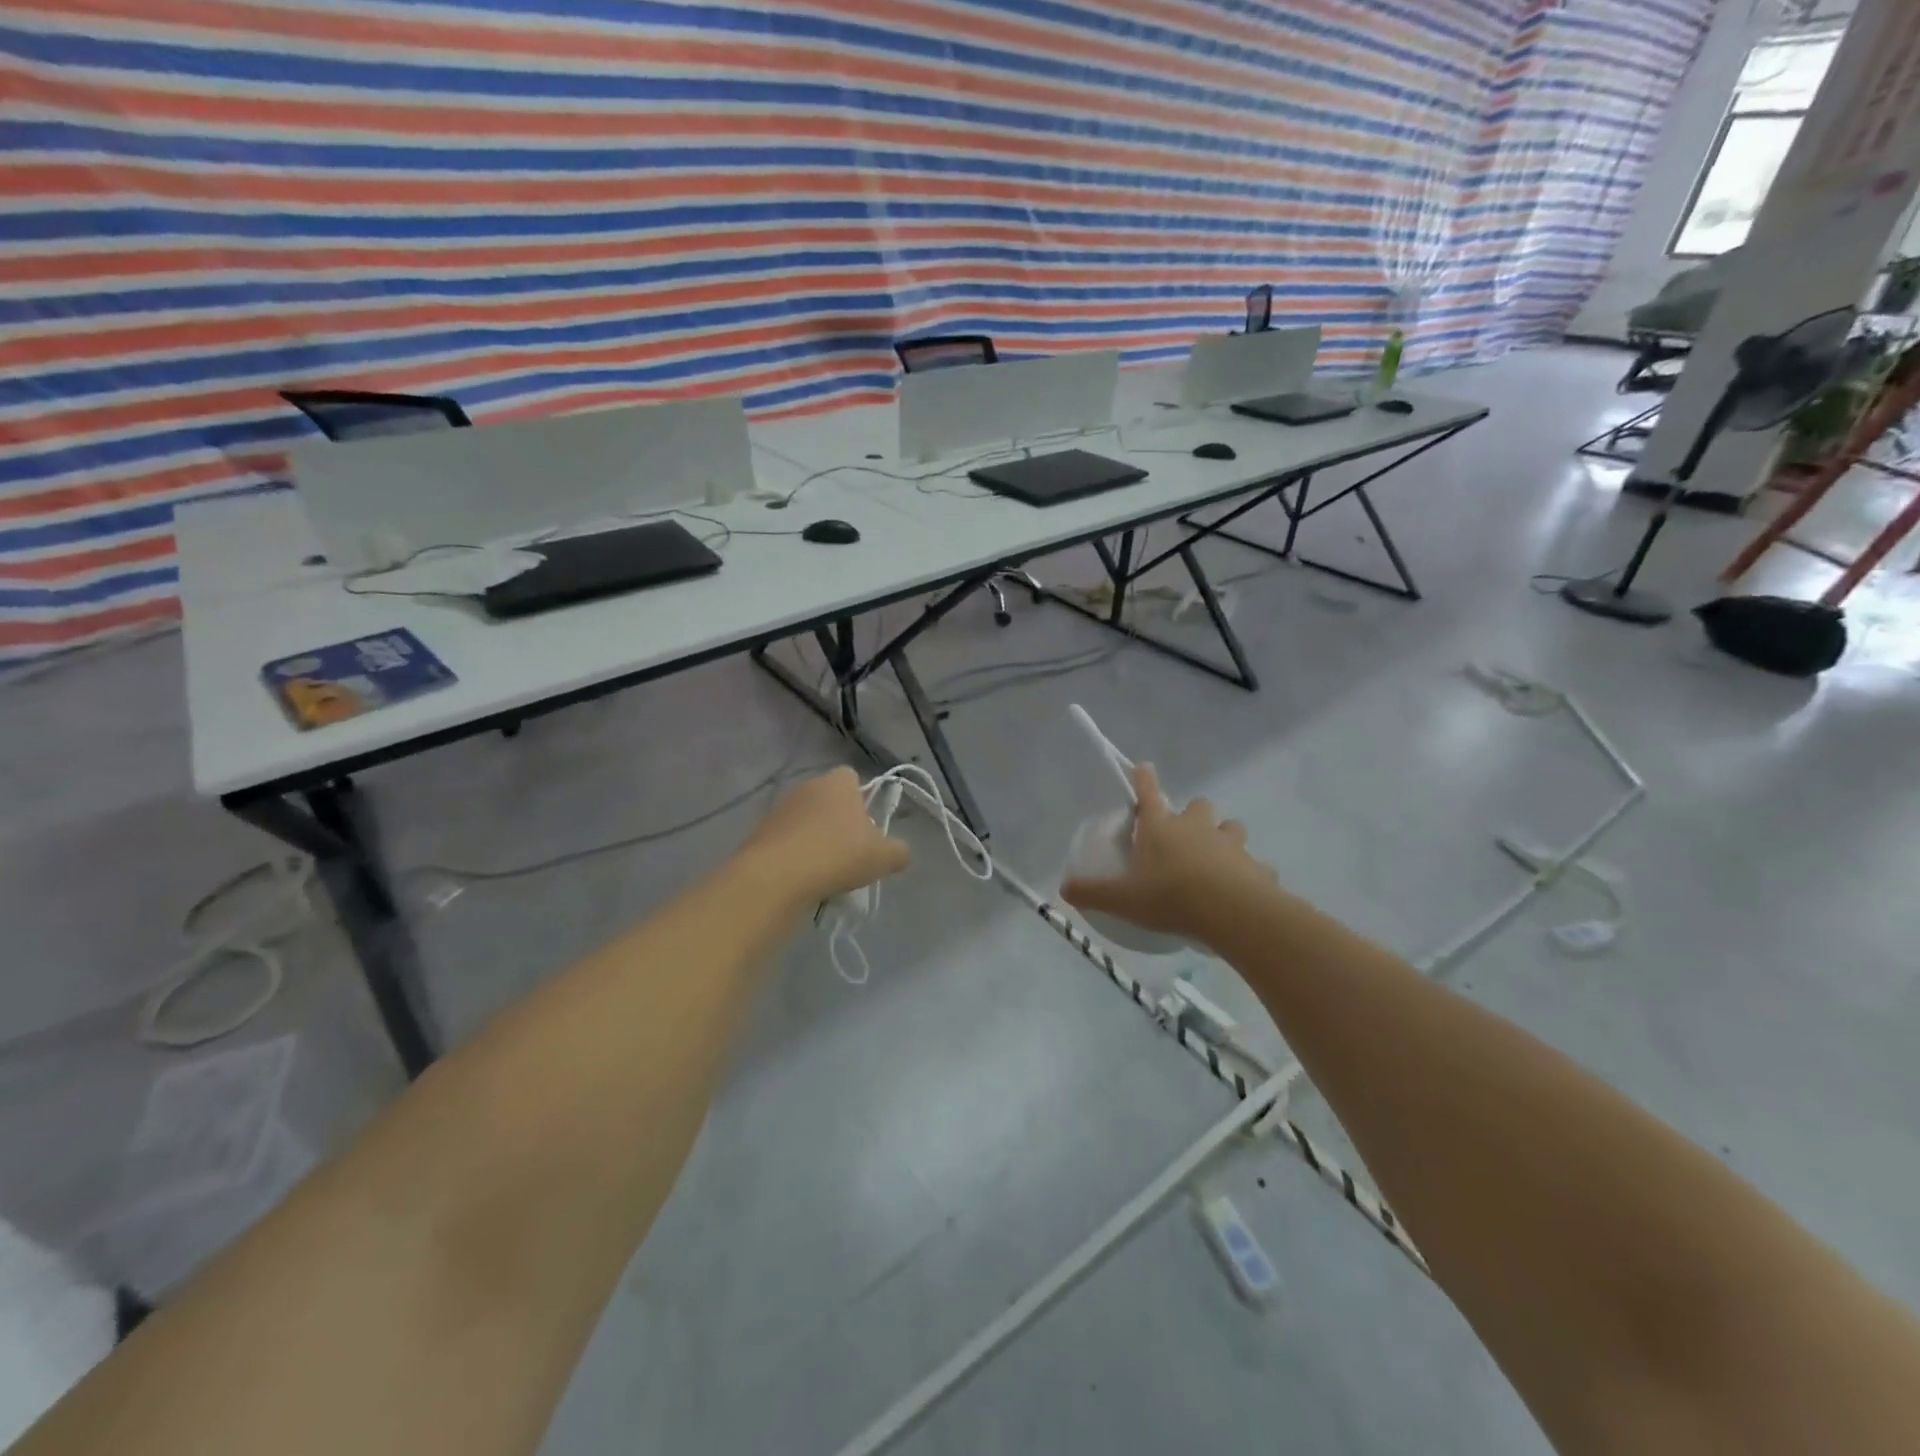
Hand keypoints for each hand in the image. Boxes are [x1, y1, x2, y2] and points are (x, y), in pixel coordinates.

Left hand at [738, 767, 910, 907]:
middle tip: (851, 851)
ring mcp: (781, 809)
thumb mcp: (883, 858)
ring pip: (806, 820)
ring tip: (825, 871)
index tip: (867, 827)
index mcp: (838, 783)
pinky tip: (803, 878)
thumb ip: (898, 852)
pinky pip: (786, 841)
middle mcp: (807, 787)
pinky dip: (795, 855)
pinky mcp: (760, 833)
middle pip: (828, 800)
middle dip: (839, 821)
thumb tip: (900, 853)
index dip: (862, 799)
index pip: (852, 777)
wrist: (775, 876)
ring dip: (815, 839)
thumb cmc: (837, 855)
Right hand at [1063, 764, 1276, 942]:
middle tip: (1185, 836)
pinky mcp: (1257, 866)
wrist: (1232, 913)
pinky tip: (1241, 891)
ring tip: (1216, 861)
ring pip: (1231, 828)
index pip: (1148, 793)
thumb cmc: (1171, 897)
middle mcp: (1197, 827)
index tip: (1144, 766)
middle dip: (1193, 815)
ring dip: (1224, 838)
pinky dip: (1248, 873)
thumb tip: (1064, 889)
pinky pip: (1254, 865)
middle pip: (1198, 805)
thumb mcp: (1123, 899)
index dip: (1144, 778)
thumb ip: (1093, 893)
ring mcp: (1231, 844)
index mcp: (1162, 828)